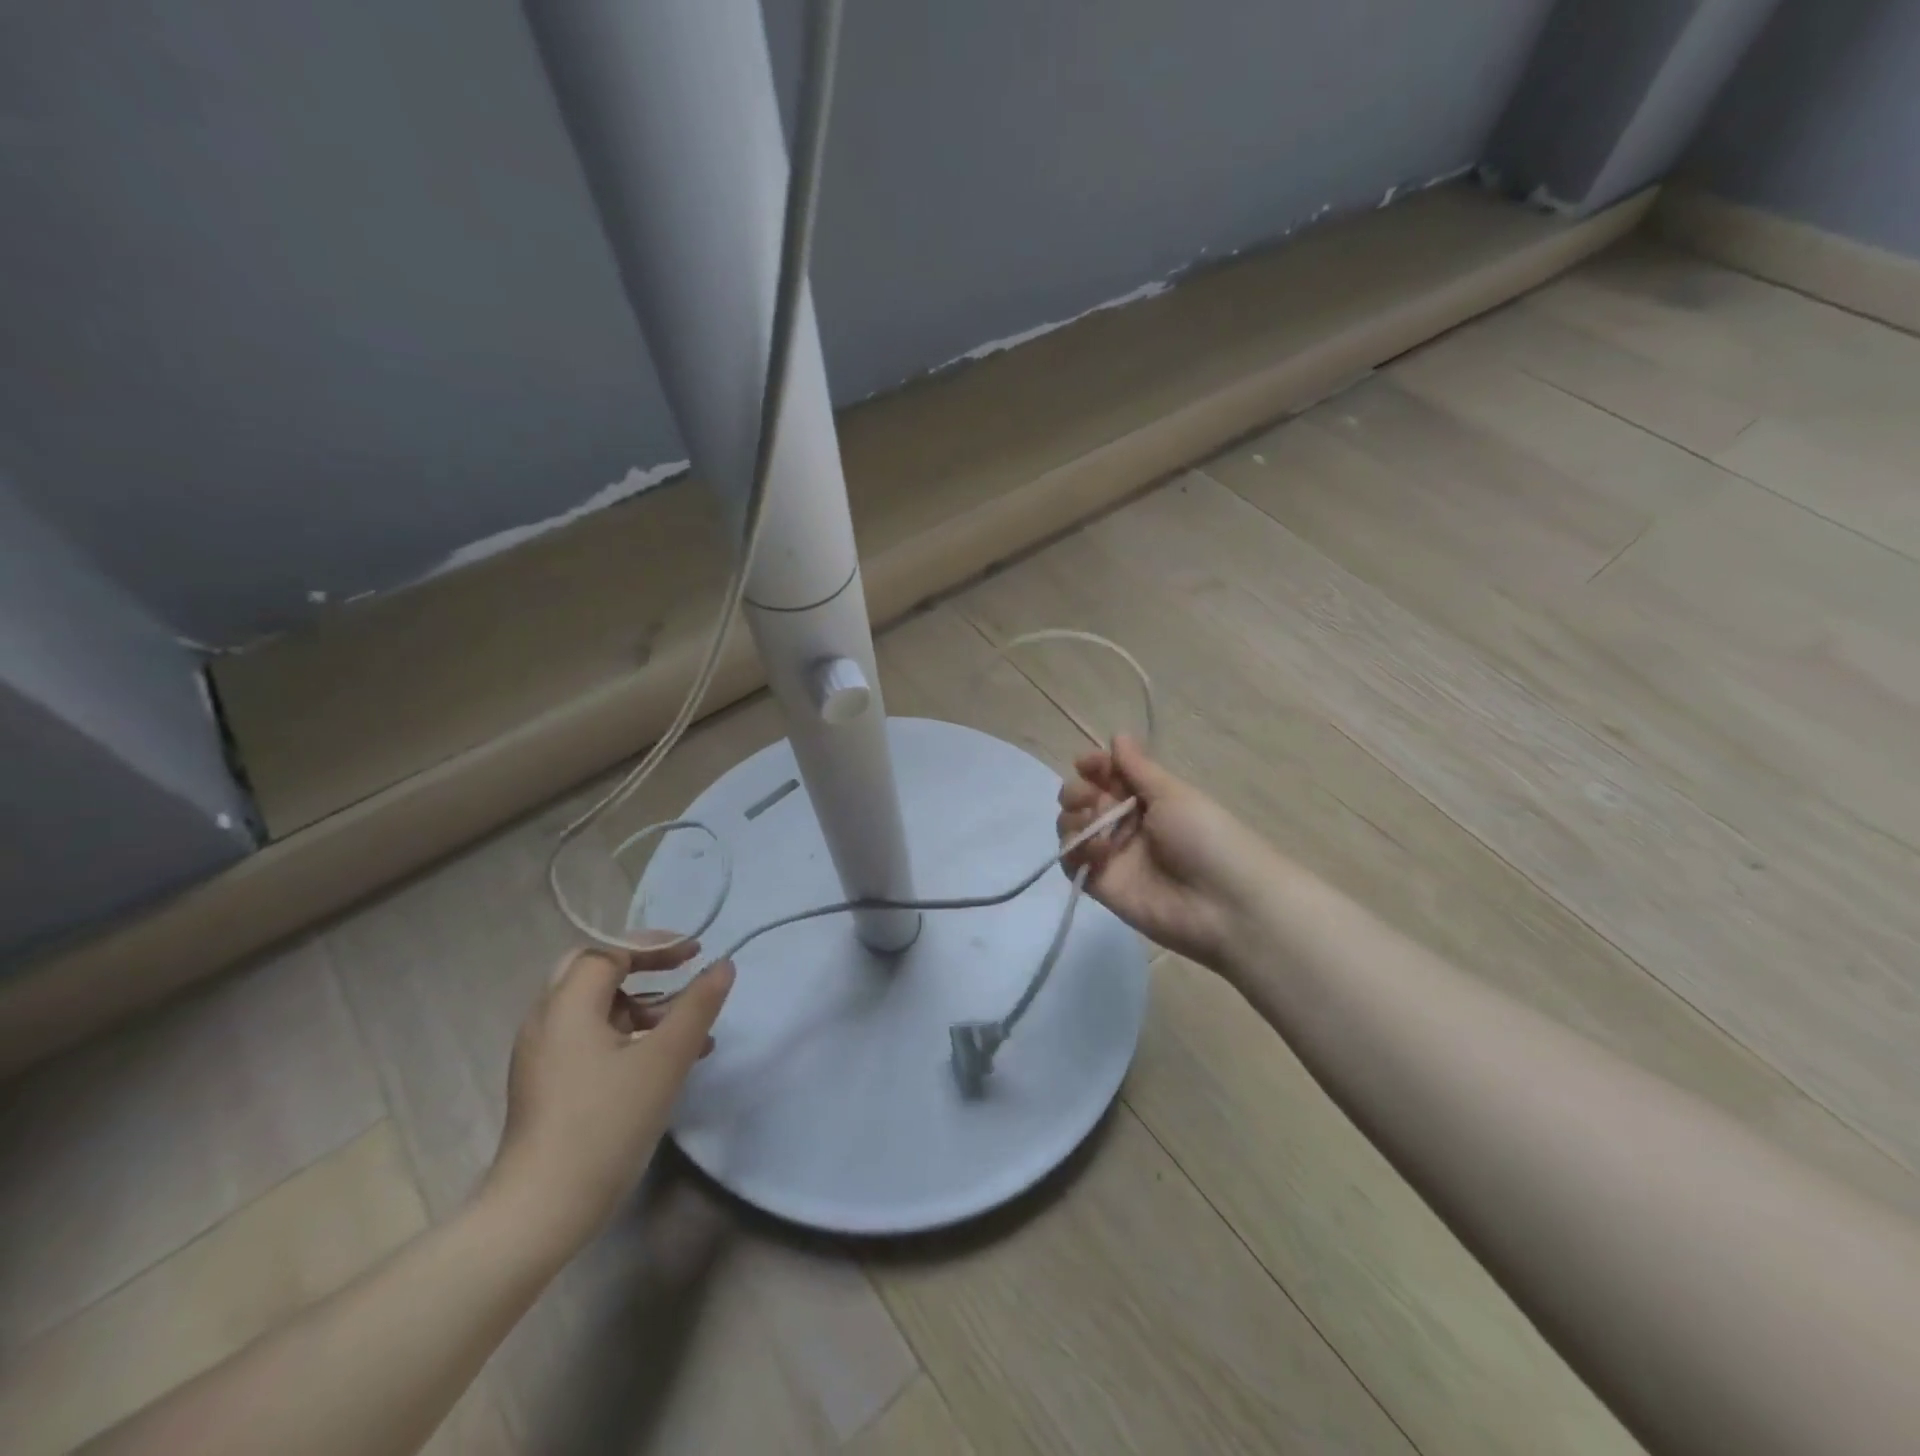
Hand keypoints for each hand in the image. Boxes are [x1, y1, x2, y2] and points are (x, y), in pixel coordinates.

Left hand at [484, 942, 734, 1254]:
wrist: (540, 1211)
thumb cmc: (606, 1124)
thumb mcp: (666, 1059)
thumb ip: (698, 1006)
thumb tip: (723, 965)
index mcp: (567, 1004)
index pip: (610, 950)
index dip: (655, 945)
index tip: (696, 951)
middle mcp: (546, 1020)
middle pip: (593, 970)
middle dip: (642, 966)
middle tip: (680, 971)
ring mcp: (542, 1054)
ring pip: (594, 1007)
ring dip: (640, 1004)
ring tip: (686, 1025)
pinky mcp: (546, 1083)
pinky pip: (589, 1037)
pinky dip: (626, 1033)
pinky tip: (662, 1060)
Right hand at [1057, 736, 1271, 969]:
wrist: (1224, 904)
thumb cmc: (1205, 837)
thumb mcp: (1173, 794)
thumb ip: (1138, 768)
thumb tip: (1117, 734)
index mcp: (1148, 798)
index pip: (1108, 775)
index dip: (1094, 766)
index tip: (1087, 763)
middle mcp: (1126, 823)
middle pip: (1084, 799)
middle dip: (1078, 791)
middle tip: (1091, 798)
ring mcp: (1113, 855)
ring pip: (1073, 828)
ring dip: (1074, 818)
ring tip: (1092, 823)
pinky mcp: (1102, 884)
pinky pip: (1073, 862)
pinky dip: (1076, 850)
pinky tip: (1098, 850)